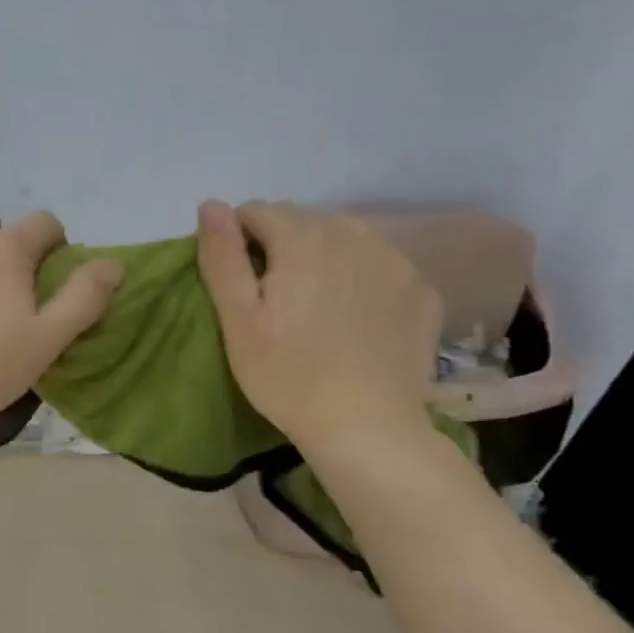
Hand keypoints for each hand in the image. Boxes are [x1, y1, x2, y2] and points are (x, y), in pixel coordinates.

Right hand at [196, 200, 441, 451]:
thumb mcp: (238, 319)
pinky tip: (354, 318)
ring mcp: (397, 262)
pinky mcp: (422, 291)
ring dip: (322, 256)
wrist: (368, 428)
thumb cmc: (287, 375)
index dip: (239, 241)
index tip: (240, 283)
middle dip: (281, 245)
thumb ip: (222, 256)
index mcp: (304, 239)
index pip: (257, 211)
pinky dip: (359, 277)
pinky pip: (379, 264)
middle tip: (274, 298)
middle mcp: (355, 235)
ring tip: (314, 304)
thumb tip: (211, 204)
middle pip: (303, 220)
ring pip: (344, 237)